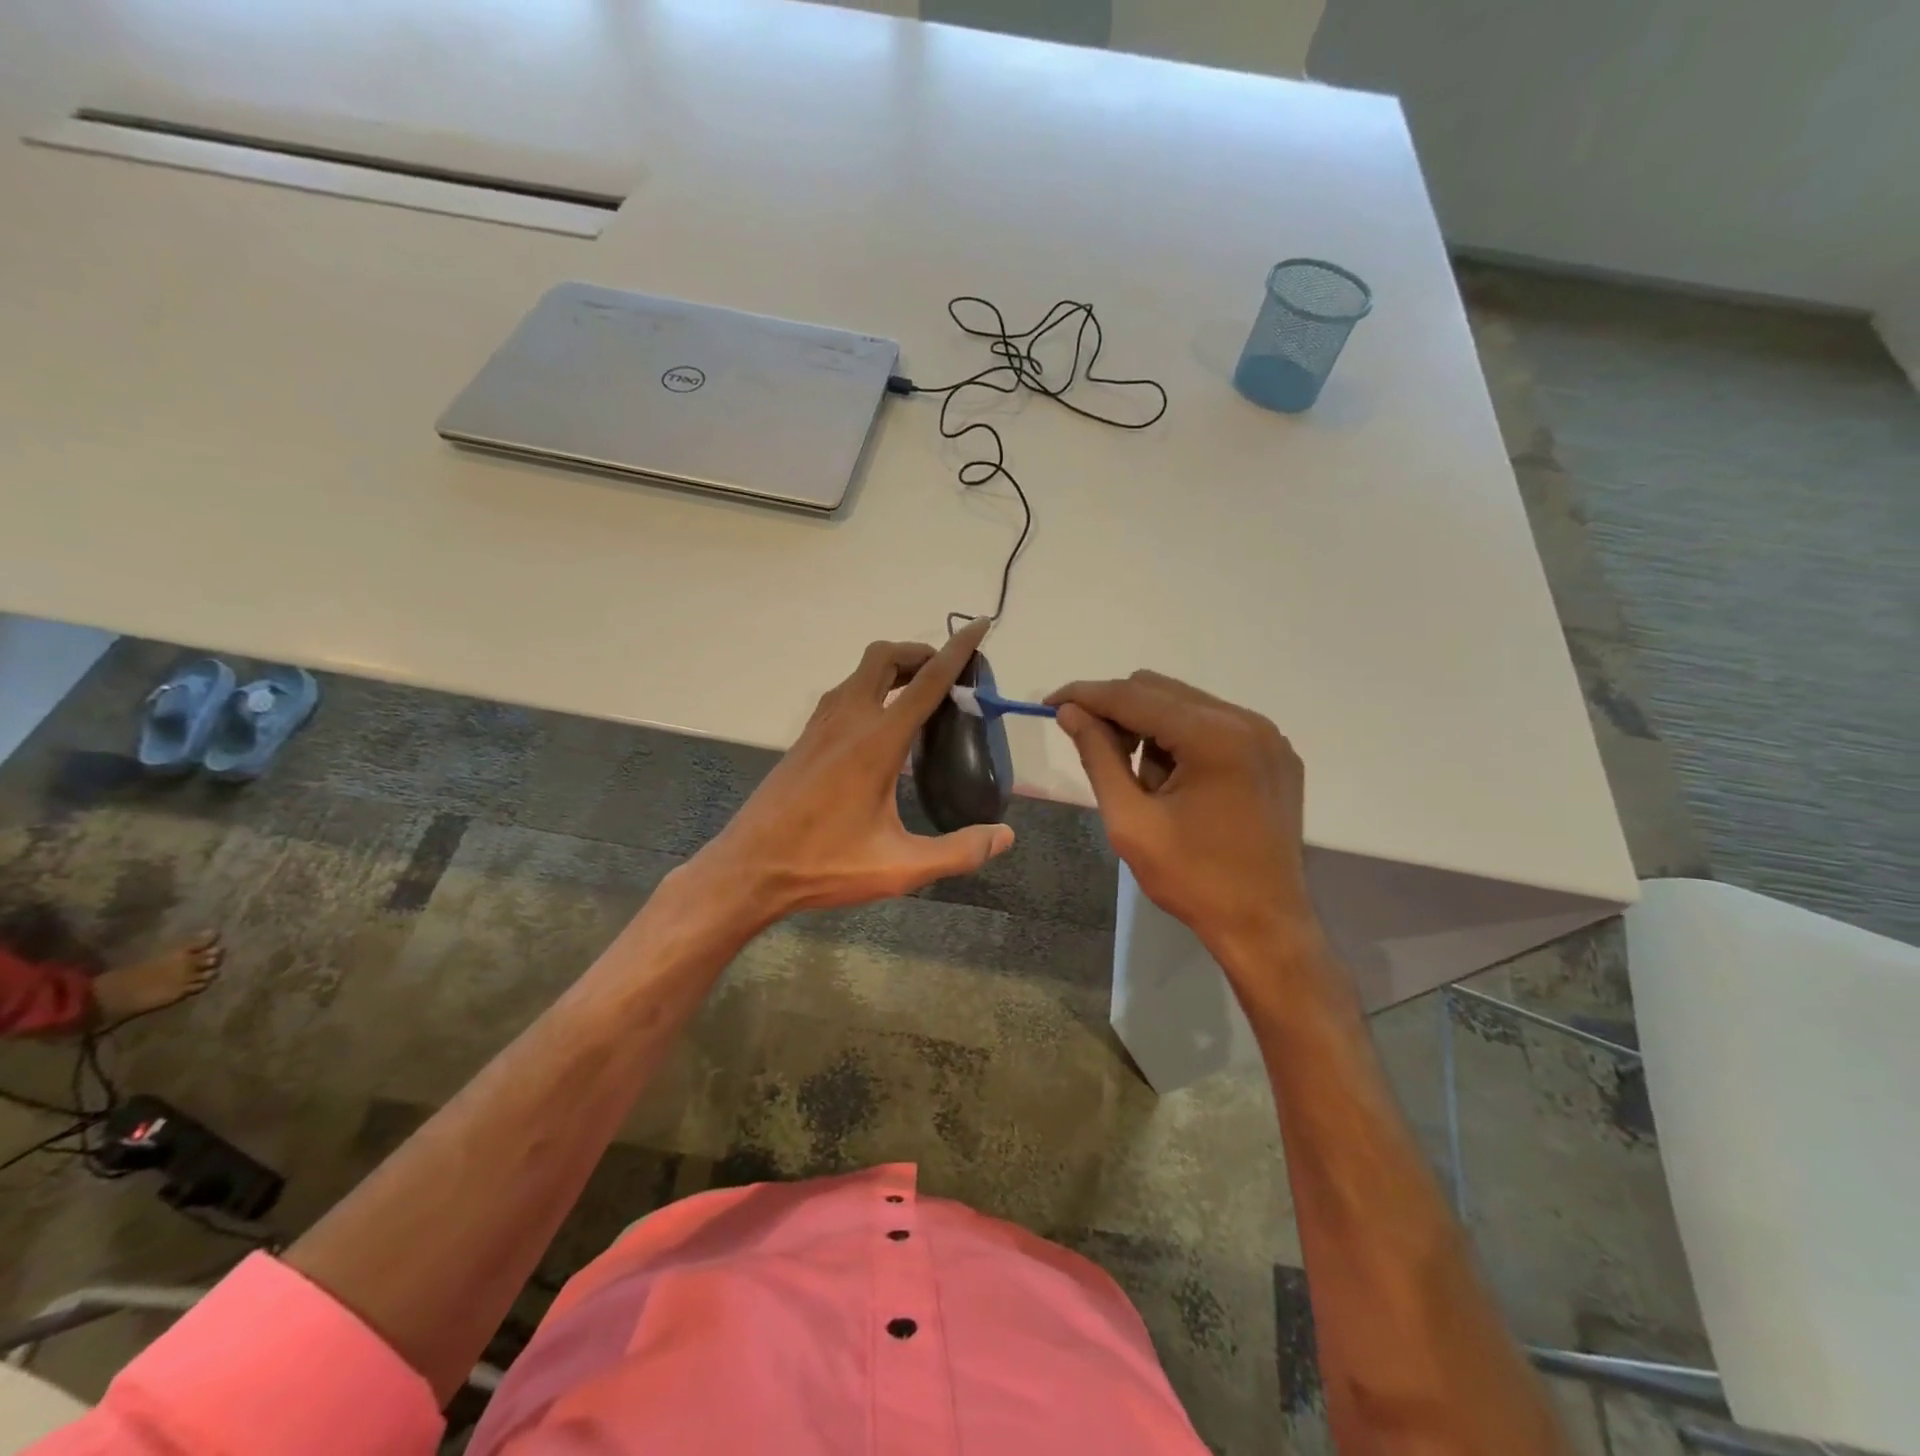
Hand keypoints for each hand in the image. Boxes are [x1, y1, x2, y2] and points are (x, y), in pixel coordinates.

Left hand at [687, 618, 1013, 929]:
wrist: (749, 869)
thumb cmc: (823, 865)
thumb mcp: (899, 867)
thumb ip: (957, 852)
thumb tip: (1005, 836)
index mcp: (876, 742)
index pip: (926, 681)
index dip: (958, 651)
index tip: (980, 625)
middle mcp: (847, 720)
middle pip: (884, 657)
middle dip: (919, 652)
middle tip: (949, 674)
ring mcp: (820, 726)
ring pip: (860, 672)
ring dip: (892, 668)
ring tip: (920, 695)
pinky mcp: (806, 739)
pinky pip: (844, 693)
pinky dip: (871, 688)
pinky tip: (881, 726)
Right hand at [1047, 671, 1318, 972]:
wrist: (1265, 926)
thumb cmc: (1193, 879)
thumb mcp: (1131, 821)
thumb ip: (1098, 757)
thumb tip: (1070, 712)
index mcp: (1214, 737)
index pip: (1134, 696)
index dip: (1087, 695)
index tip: (1049, 702)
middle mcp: (1247, 721)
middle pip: (1161, 690)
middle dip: (1118, 713)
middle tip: (1095, 752)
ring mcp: (1267, 735)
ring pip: (1185, 704)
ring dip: (1150, 729)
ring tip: (1146, 784)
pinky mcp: (1274, 753)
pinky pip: (1213, 724)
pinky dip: (1181, 739)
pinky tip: (1176, 782)